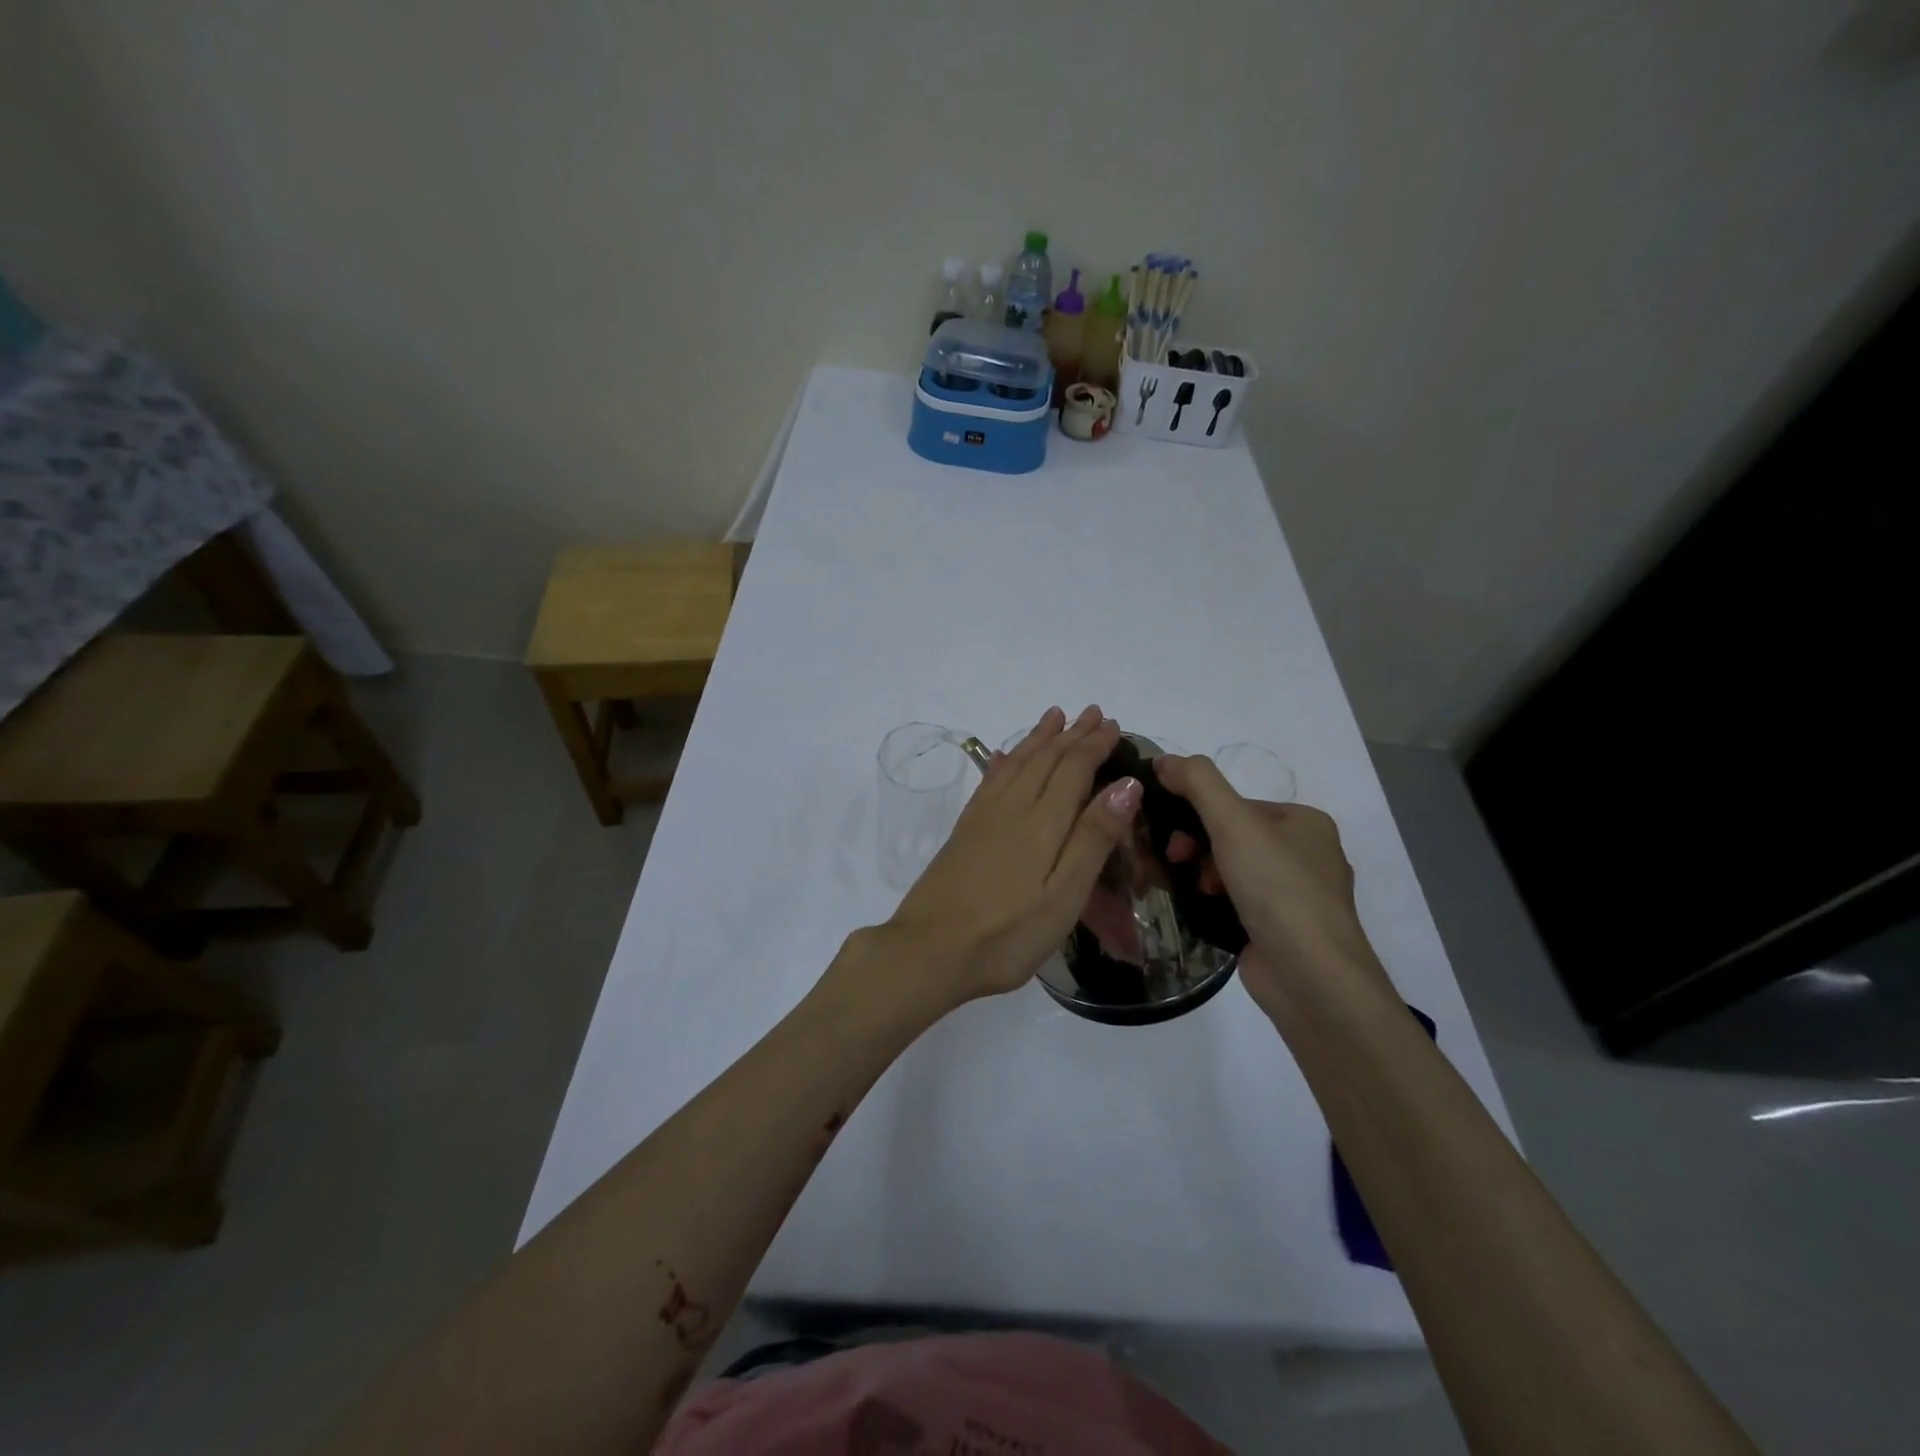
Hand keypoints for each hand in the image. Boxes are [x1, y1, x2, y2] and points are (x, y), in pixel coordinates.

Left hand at [879, 705, 1141, 1011]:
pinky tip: (1002, 755)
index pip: (1074, 768)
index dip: (1094, 744)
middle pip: (1045, 758)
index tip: (1113, 724)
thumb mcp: (1064, 895)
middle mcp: (1012, 807)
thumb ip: (1094, 837)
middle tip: (1092, 711)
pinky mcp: (963, 831)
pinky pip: (988, 781)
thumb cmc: (1007, 933)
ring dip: (1038, 738)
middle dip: (1071, 734)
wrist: (929, 950)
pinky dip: (1002, 761)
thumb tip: (1126, 784)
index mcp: (1043, 821)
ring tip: (1053, 717)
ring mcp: (983, 817)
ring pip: (1016, 762)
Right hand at [1153, 754, 1395, 1016]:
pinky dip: (1214, 901)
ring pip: (1232, 869)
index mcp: (1305, 822)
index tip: (1171, 833)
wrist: (1311, 977)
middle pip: (1233, 835)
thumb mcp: (1234, 822)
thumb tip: (1164, 759)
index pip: (1237, 804)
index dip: (1198, 812)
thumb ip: (1198, 783)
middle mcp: (1306, 855)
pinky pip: (1237, 901)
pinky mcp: (1281, 930)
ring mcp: (1295, 896)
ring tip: (1192, 890)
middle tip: (1175, 861)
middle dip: (1197, 845)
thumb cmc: (1277, 889)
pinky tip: (1200, 909)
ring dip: (1202, 873)